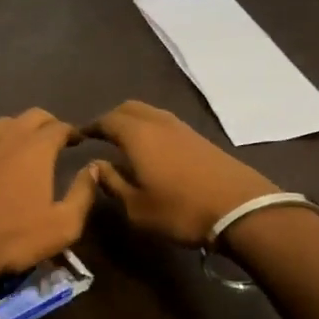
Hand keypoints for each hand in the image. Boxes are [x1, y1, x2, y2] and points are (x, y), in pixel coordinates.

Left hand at [0, 109, 95, 291]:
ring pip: (5, 122)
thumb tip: (94, 169)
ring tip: (29, 143)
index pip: (59, 127)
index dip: (72, 131)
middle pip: (32, 116)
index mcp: (37, 148)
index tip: (79, 140)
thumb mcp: (63, 225)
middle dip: (49, 123)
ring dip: (21, 127)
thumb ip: (83, 194)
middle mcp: (9, 138)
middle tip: (58, 138)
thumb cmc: (14, 236)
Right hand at [85, 101, 279, 244]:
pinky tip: (152, 151)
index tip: (77, 137)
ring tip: (124, 143)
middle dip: (111, 118)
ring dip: (133, 122)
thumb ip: (112, 183)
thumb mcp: (137, 207)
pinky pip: (166, 123)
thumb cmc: (181, 210)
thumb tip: (95, 166)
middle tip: (100, 137)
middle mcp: (158, 122)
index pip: (106, 120)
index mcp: (137, 135)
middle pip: (129, 108)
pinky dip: (151, 129)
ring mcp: (182, 127)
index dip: (90, 127)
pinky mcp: (200, 138)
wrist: (241, 210)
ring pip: (149, 113)